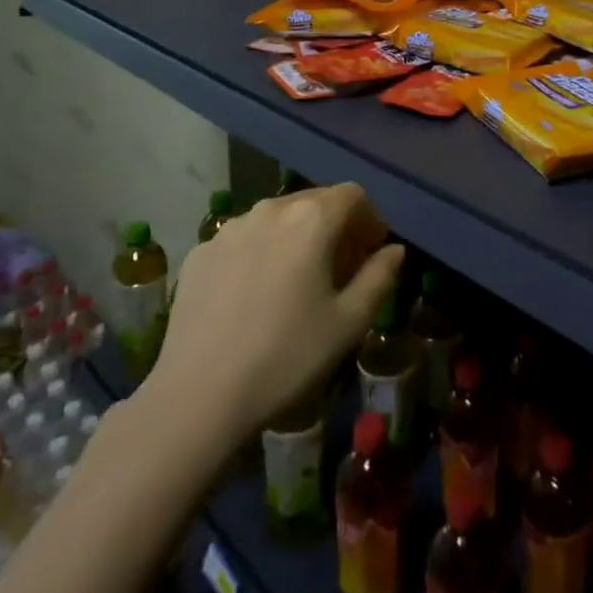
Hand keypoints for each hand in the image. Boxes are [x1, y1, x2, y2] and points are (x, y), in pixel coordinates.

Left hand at [145, 184, 402, 436]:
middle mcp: (269, 210)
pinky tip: (255, 295)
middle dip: (335, 225)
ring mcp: (228, 229)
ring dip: (297, 236)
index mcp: (311, 219)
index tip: (372, 252)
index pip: (352, 195)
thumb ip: (379, 277)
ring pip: (276, 218)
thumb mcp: (349, 322)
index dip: (370, 218)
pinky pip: (243, 239)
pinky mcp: (199, 253)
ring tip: (297, 279)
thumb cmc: (287, 357)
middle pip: (314, 200)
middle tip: (341, 267)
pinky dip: (261, 252)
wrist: (198, 397)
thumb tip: (393, 251)